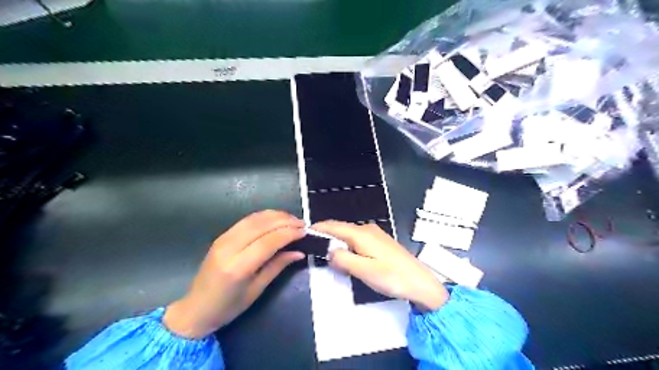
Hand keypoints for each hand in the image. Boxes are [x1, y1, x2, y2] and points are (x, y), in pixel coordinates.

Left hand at [162, 212, 305, 337]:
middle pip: (261, 225)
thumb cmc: (228, 307)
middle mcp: (229, 248)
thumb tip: (299, 251)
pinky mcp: (222, 236)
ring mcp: (223, 239)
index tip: (305, 231)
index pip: (268, 241)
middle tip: (302, 224)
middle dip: (285, 220)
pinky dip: (264, 217)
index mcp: (237, 267)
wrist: (195, 309)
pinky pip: (246, 220)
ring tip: (292, 220)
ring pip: (254, 218)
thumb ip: (277, 266)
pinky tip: (275, 220)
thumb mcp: (257, 290)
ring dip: (275, 215)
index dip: (289, 233)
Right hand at [312, 220, 447, 311]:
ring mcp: (375, 234)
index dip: (319, 227)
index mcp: (361, 234)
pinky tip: (346, 254)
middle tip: (313, 245)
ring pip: (349, 234)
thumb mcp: (364, 270)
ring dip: (337, 241)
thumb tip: (329, 252)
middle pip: (341, 229)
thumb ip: (343, 259)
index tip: (305, 232)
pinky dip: (347, 244)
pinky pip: (357, 239)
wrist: (420, 282)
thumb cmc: (392, 277)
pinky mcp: (380, 242)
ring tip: (326, 252)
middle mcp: (367, 229)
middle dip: (327, 235)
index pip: (335, 226)